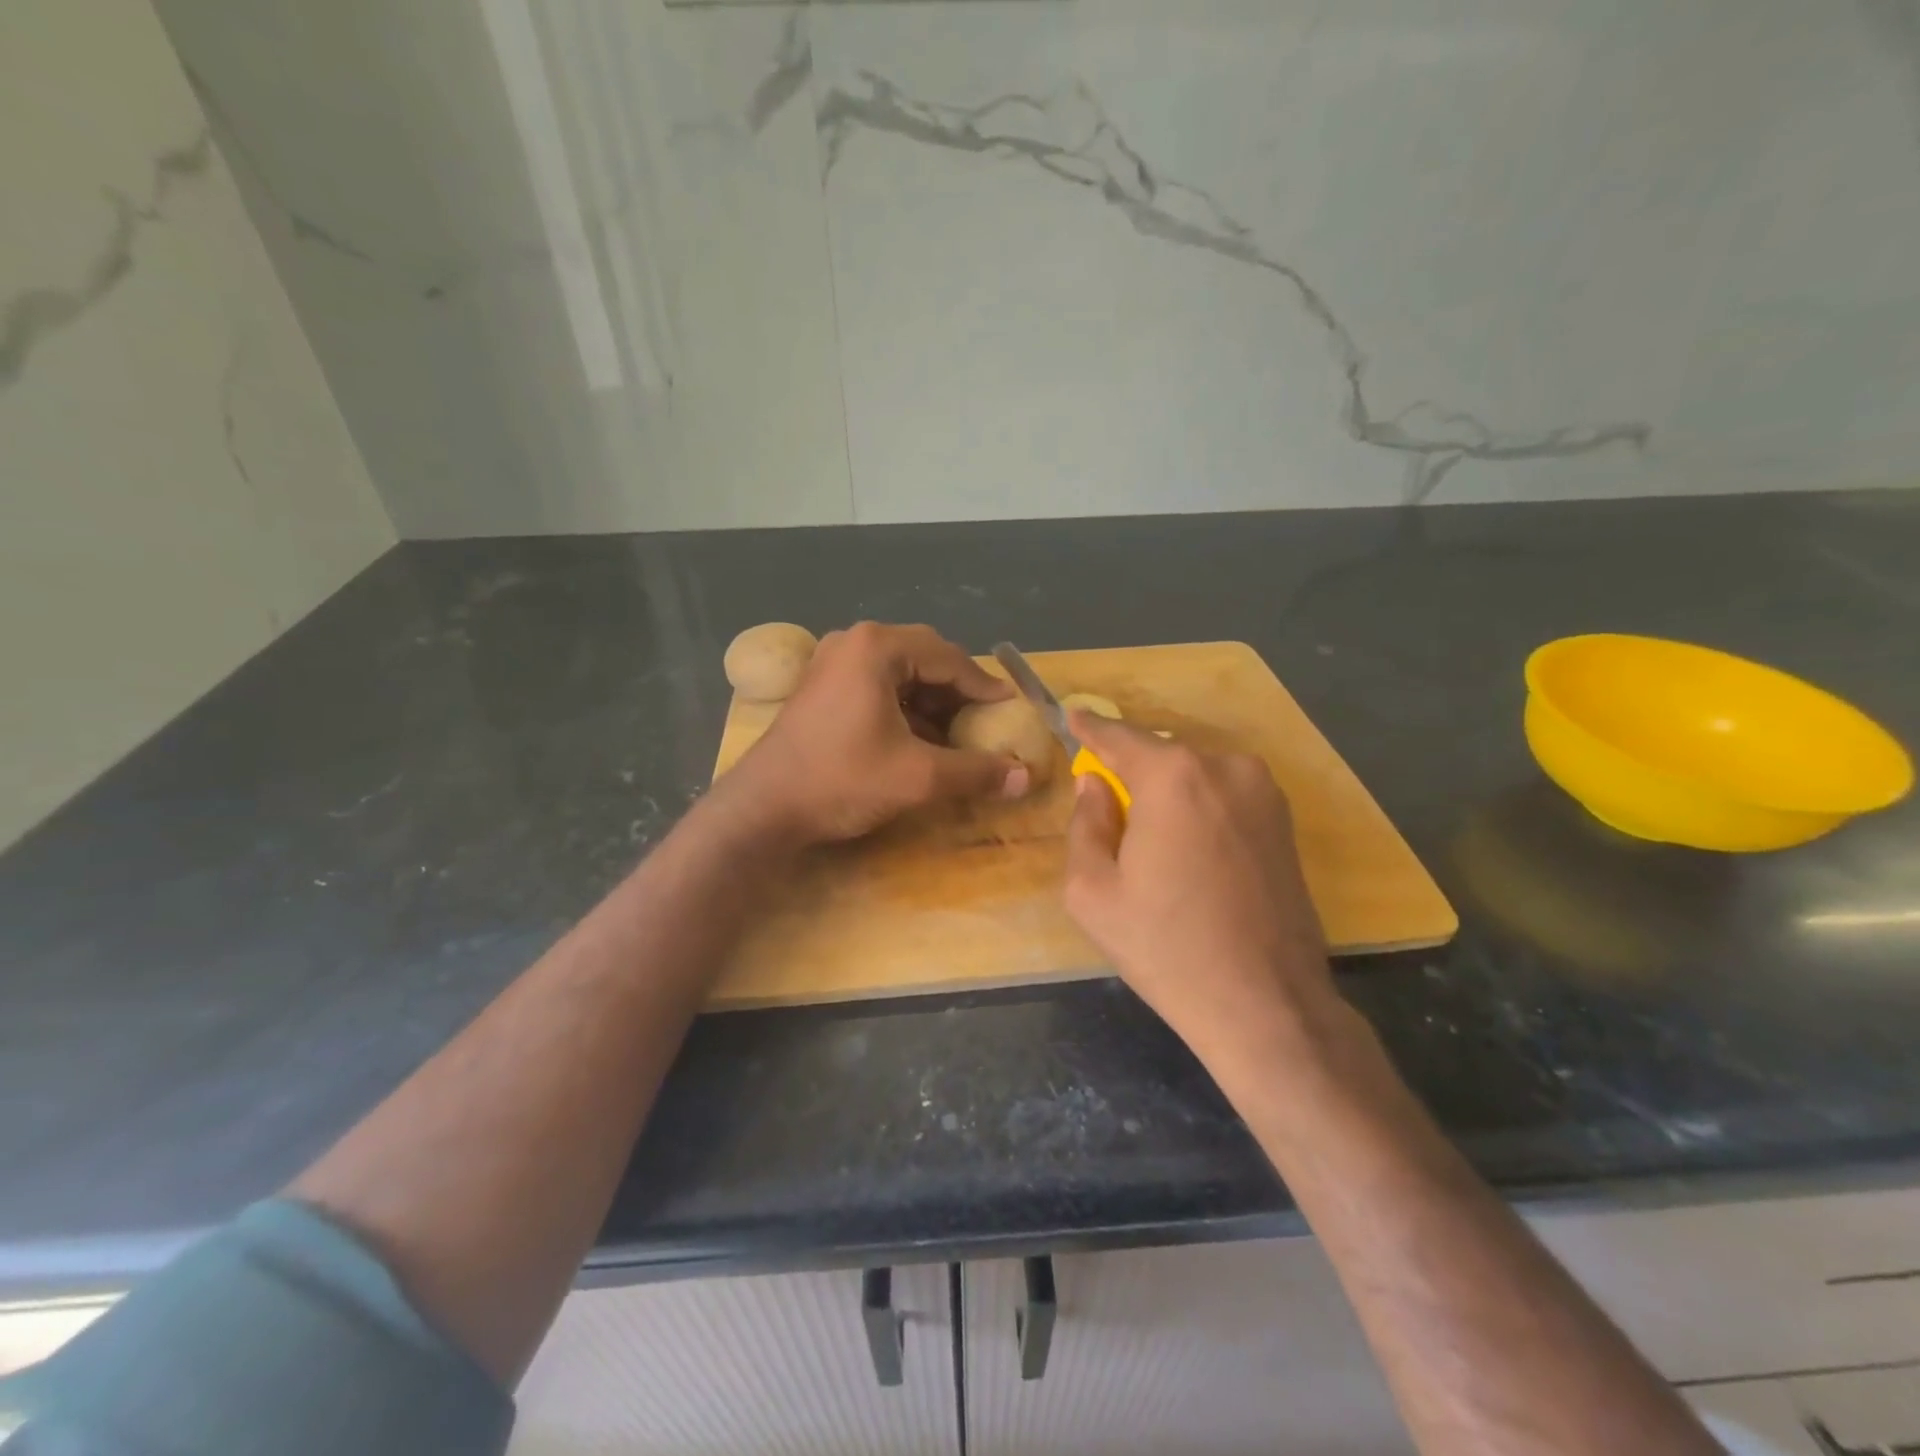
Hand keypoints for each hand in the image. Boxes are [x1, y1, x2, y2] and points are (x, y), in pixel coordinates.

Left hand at [720, 622, 1030, 844]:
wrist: (763, 808)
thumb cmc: (841, 780)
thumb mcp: (917, 777)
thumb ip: (975, 772)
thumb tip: (1024, 778)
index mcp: (877, 647)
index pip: (949, 658)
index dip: (985, 687)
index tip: (1011, 710)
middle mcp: (854, 642)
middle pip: (925, 659)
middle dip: (959, 693)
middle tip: (987, 722)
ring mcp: (832, 663)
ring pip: (901, 674)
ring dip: (933, 703)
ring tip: (959, 736)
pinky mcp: (822, 687)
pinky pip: (878, 687)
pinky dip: (906, 710)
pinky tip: (921, 741)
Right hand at [1062, 712, 1335, 1058]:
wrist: (1266, 1004)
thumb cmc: (1166, 947)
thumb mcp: (1092, 891)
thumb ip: (1085, 824)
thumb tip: (1095, 786)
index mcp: (1173, 776)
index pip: (1119, 736)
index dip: (1090, 728)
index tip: (1072, 715)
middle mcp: (1225, 767)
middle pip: (1160, 754)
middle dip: (1130, 768)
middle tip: (1106, 798)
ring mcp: (1264, 791)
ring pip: (1195, 774)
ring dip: (1167, 789)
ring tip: (1149, 836)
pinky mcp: (1286, 821)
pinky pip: (1224, 794)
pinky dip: (1198, 805)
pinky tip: (1187, 849)